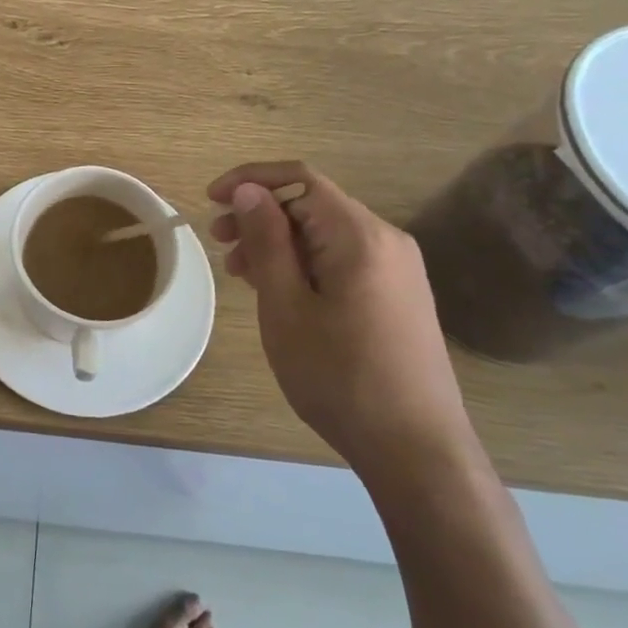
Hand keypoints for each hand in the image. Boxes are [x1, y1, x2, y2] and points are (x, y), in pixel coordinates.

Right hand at [207, 162, 472, 479]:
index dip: (251, 180)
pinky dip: (304, 263)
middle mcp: (386, 240)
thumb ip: (267, 242)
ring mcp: (398, 269)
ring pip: (326, 233)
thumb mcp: (286, 307)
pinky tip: (279, 291)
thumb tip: (250, 191)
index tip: (211, 201)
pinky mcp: (399, 295)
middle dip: (261, 214)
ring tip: (240, 273)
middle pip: (313, 204)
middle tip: (219, 241)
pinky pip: (343, 259)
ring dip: (279, 241)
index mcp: (360, 236)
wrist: (416, 448)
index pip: (300, 179)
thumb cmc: (339, 376)